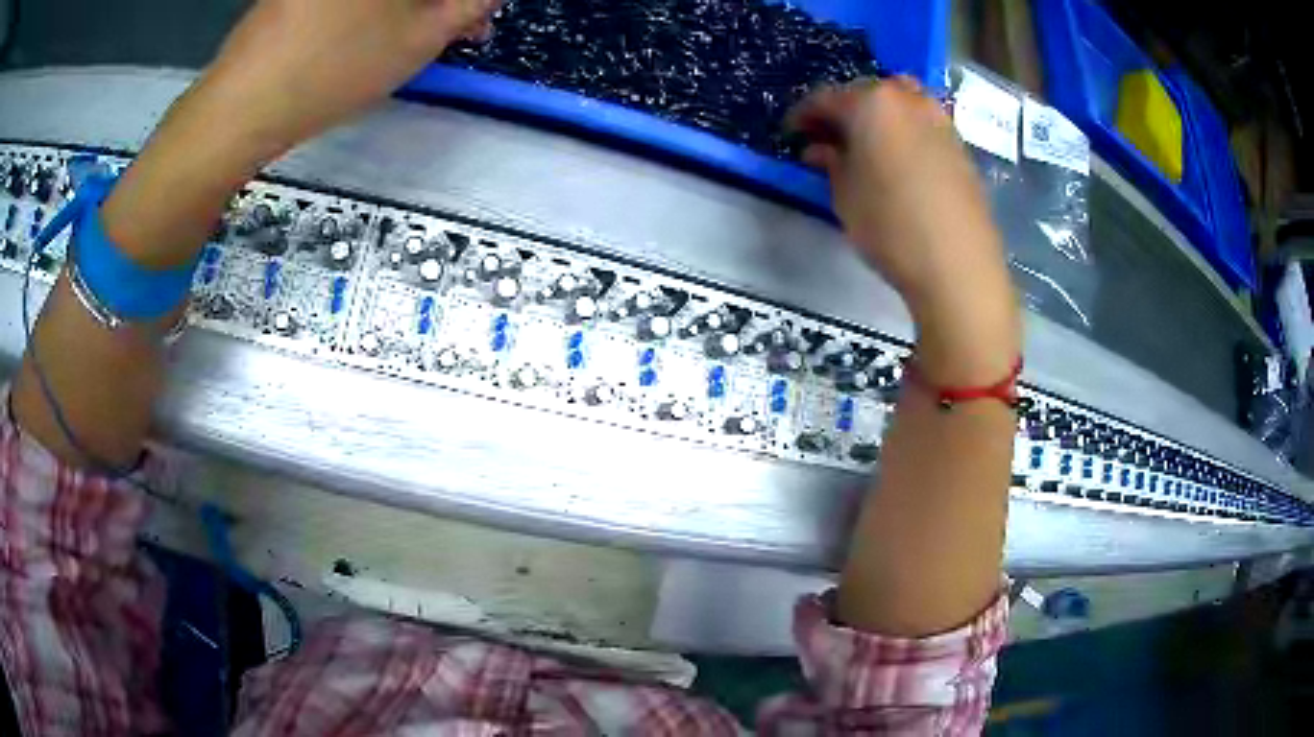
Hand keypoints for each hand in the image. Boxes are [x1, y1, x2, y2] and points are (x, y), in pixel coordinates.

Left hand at [198, 0, 499, 155]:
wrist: (240, 108)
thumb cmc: (334, 68)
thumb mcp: (419, 39)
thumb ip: (469, 6)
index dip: (469, 2)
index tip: (479, 23)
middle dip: (444, 2)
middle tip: (461, 30)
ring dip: (414, 4)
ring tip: (417, 38)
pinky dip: (375, 7)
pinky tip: (375, 34)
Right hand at [789, 77, 1020, 383]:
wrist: (958, 265)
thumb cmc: (890, 226)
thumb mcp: (844, 195)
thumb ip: (830, 163)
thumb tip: (821, 149)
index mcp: (872, 103)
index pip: (826, 98)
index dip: (804, 115)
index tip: (792, 132)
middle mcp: (909, 100)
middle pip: (867, 93)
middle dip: (844, 111)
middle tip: (827, 138)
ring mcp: (940, 120)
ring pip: (900, 103)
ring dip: (878, 117)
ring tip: (866, 146)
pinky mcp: (960, 146)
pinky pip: (923, 125)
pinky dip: (905, 132)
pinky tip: (898, 160)